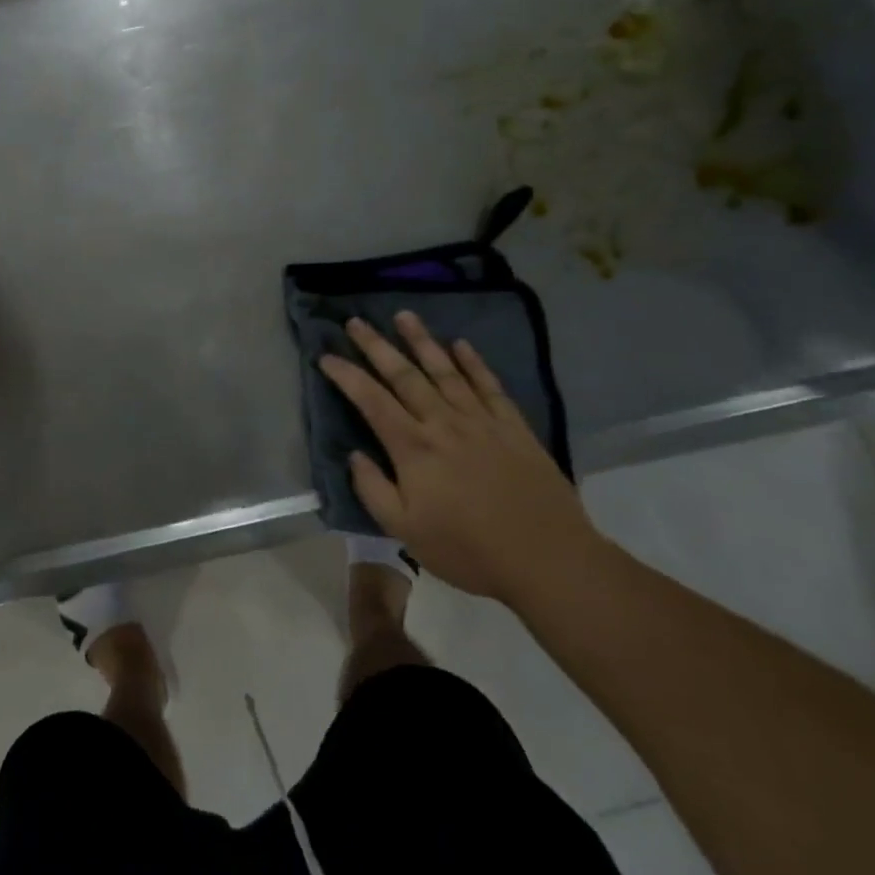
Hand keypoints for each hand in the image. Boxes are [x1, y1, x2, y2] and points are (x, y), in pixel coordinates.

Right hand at [320, 314, 600, 605]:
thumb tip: (354, 455)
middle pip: (403, 375)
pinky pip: (489, 385)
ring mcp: (480, 421)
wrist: (548, 559)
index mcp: (413, 448)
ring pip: (445, 371)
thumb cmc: (468, 550)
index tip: (325, 356)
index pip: (370, 400)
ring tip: (404, 315)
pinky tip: (461, 345)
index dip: (346, 375)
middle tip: (356, 321)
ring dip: (422, 341)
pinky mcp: (513, 427)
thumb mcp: (405, 531)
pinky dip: (473, 363)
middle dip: (376, 346)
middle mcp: (443, 423)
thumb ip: (373, 490)